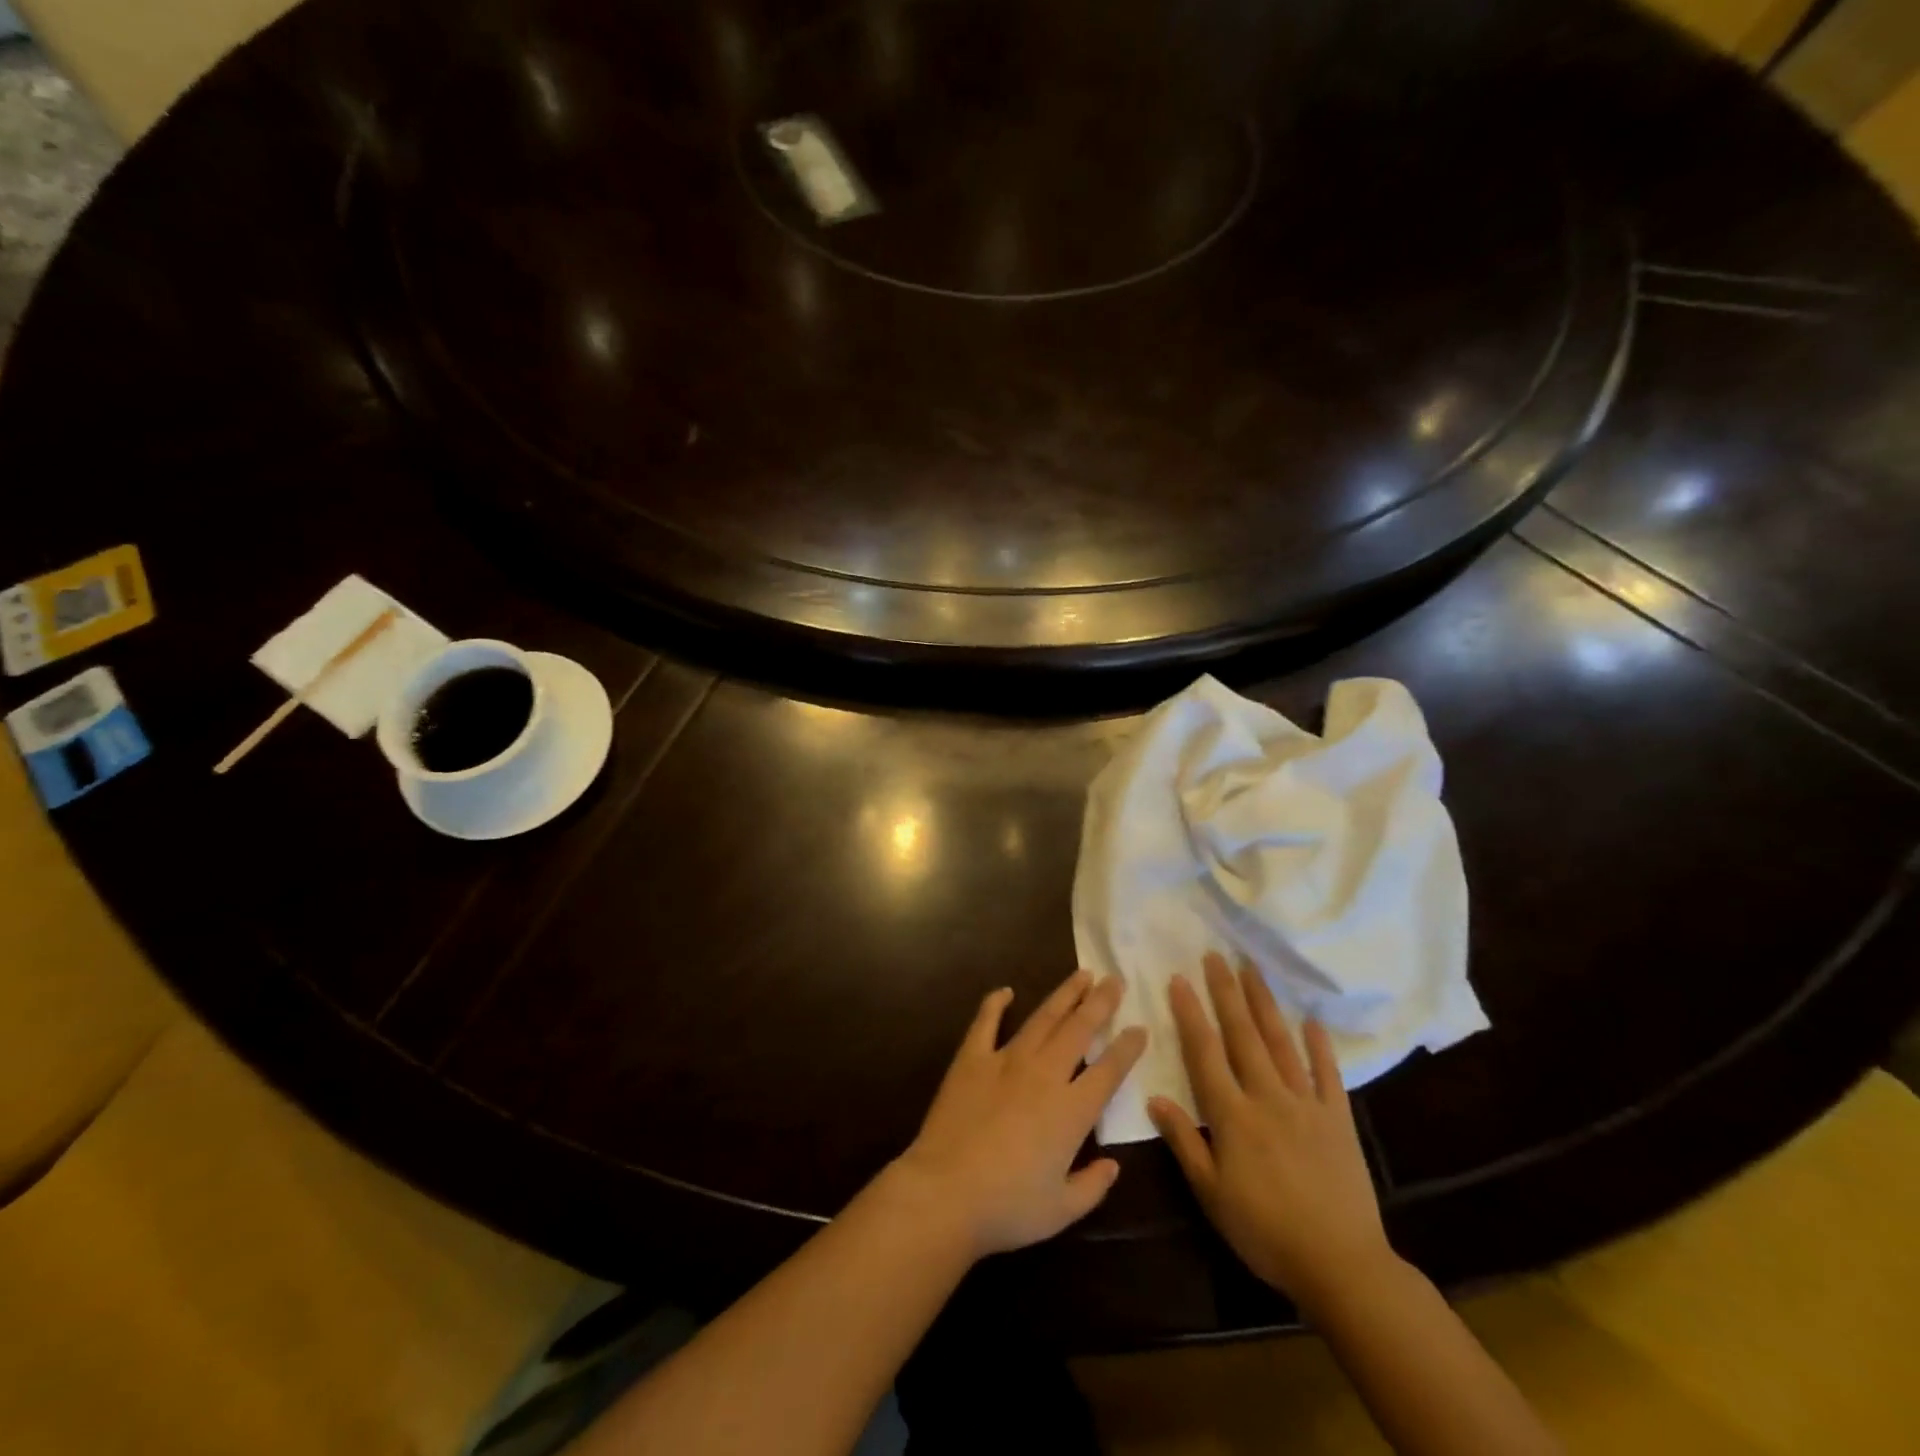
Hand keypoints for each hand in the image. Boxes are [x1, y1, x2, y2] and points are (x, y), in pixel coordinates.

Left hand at [890, 969, 1146, 1258]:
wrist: (945, 1193)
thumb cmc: (1008, 1208)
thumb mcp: (1062, 1210)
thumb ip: (1093, 1186)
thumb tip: (1113, 1165)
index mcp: (1071, 1111)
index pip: (1109, 1070)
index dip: (1127, 1048)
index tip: (1140, 1028)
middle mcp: (1044, 1074)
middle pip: (1079, 1029)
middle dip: (1100, 1003)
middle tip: (1115, 980)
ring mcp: (1006, 1060)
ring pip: (1042, 1018)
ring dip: (1064, 994)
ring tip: (1081, 975)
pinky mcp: (971, 1059)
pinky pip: (986, 1022)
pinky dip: (995, 1003)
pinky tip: (1006, 991)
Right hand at [1149, 953, 1394, 1312]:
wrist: (1341, 1265)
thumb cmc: (1265, 1233)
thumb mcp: (1211, 1194)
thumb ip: (1184, 1142)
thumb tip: (1154, 1096)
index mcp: (1233, 1115)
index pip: (1205, 1053)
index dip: (1191, 1014)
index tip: (1179, 978)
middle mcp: (1267, 1097)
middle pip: (1243, 1036)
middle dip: (1227, 993)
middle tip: (1215, 956)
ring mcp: (1306, 1104)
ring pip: (1281, 1043)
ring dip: (1265, 1004)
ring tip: (1252, 970)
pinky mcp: (1338, 1119)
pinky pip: (1328, 1074)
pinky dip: (1320, 1046)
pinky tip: (1312, 1020)